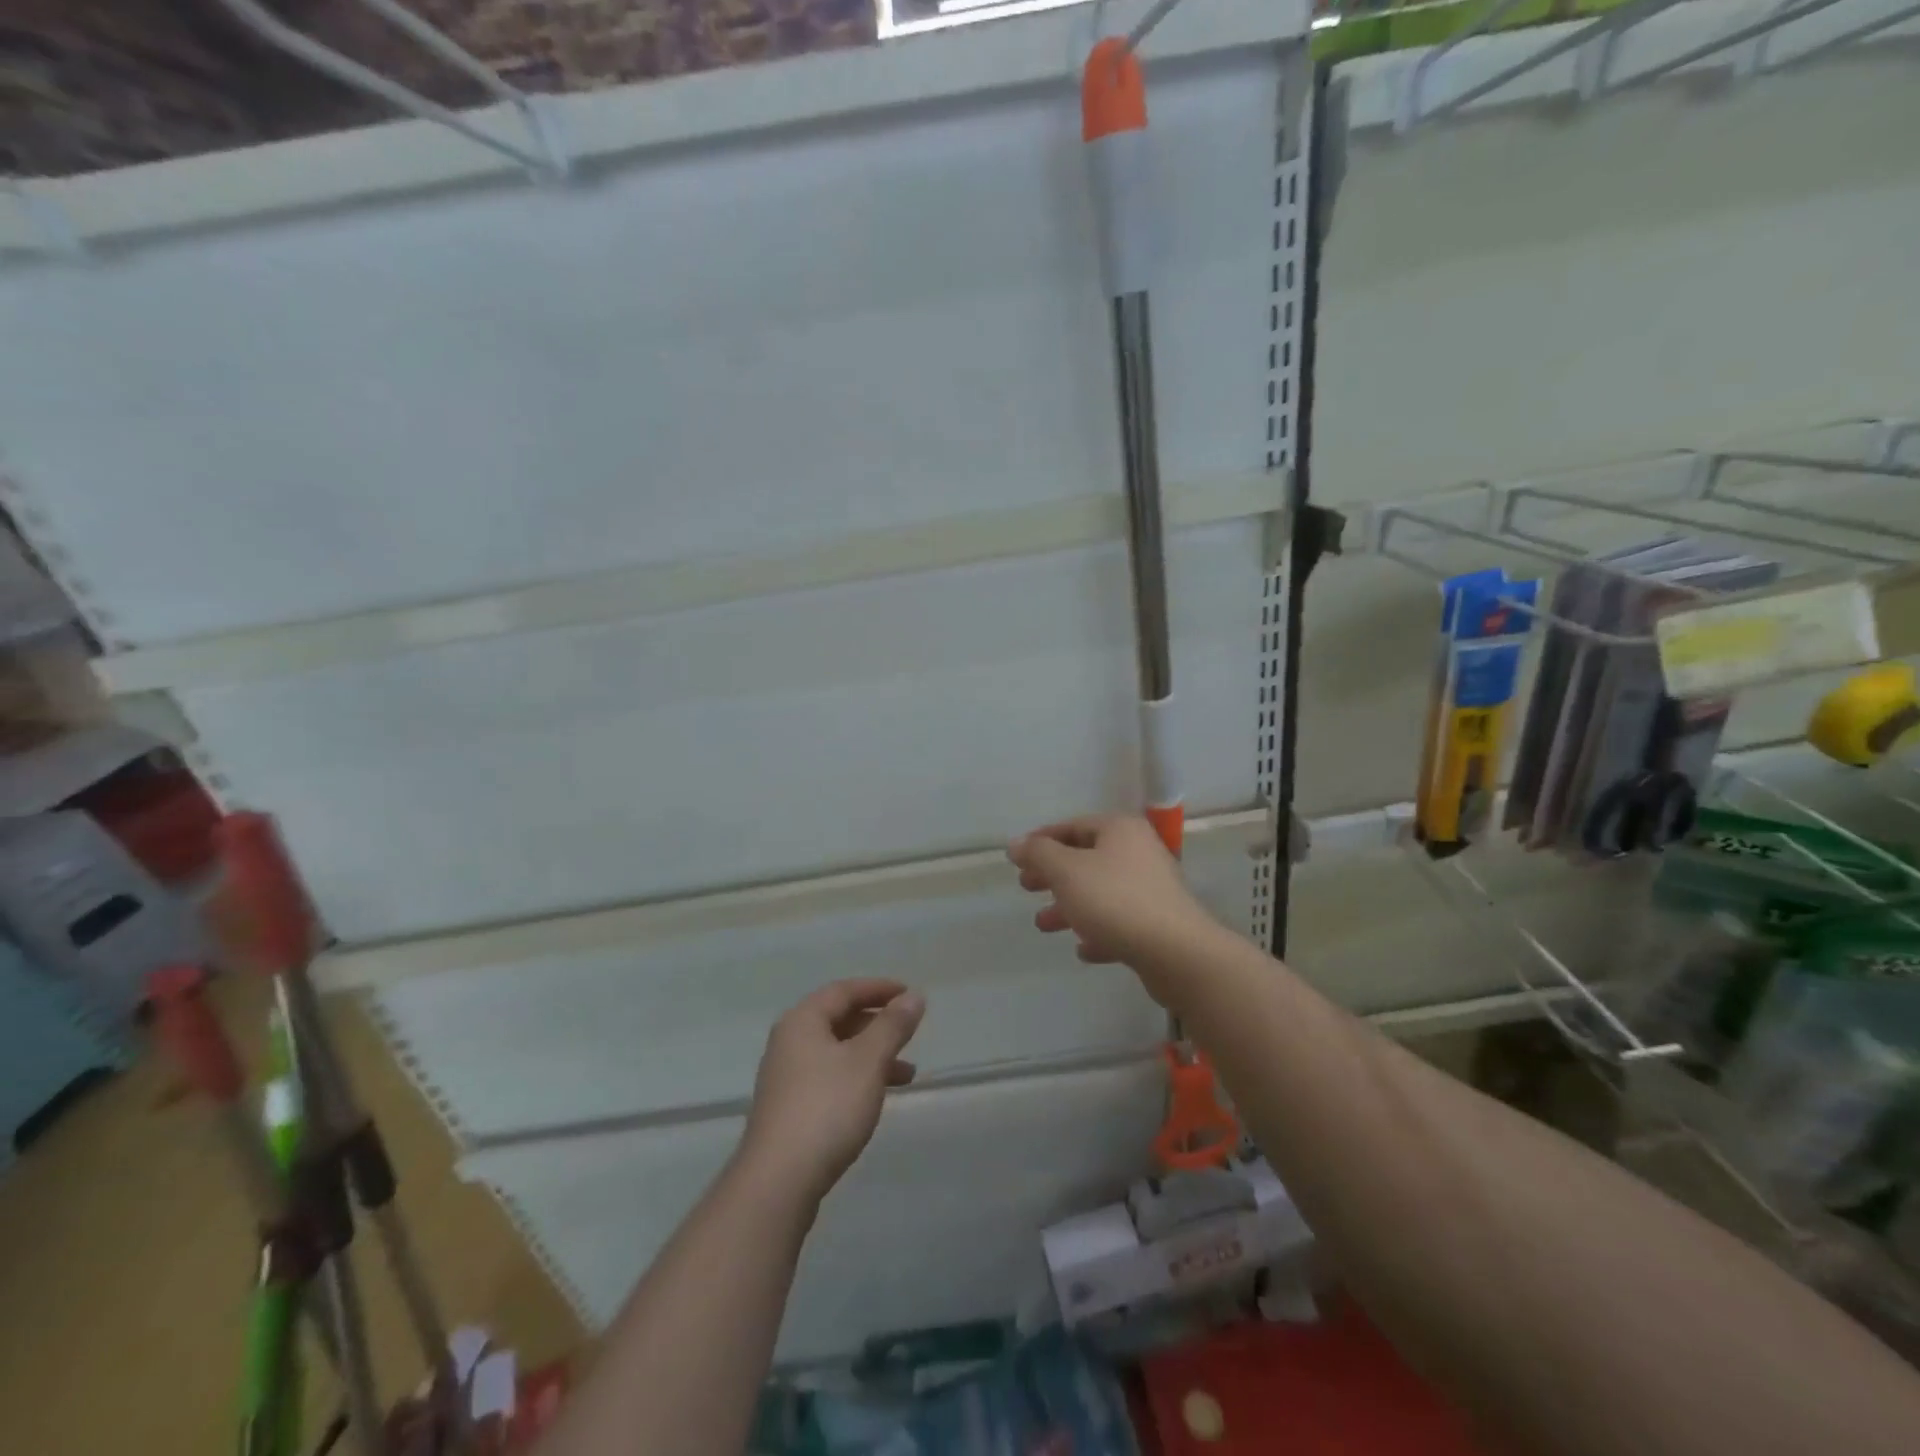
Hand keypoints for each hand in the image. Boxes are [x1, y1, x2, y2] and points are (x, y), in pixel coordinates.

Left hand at [740, 979, 925, 1205]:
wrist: (778, 1182)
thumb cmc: (827, 1108)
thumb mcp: (868, 1061)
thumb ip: (892, 1026)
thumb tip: (914, 997)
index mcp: (803, 1021)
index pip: (844, 990)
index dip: (879, 988)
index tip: (909, 995)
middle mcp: (789, 1042)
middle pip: (839, 1019)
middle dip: (878, 1024)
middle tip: (909, 1032)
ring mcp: (786, 1077)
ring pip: (837, 1051)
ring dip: (872, 1056)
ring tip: (908, 1074)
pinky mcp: (790, 1108)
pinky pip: (830, 1077)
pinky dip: (858, 1078)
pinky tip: (876, 1098)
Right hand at [1008, 815, 1216, 998]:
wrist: (1176, 952)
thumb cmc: (1115, 901)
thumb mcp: (1066, 871)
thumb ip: (1038, 854)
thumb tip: (1016, 843)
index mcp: (1120, 830)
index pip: (1073, 826)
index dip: (1042, 840)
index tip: (1017, 858)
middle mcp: (1139, 852)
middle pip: (1086, 858)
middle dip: (1053, 875)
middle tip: (1026, 887)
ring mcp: (1152, 888)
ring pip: (1101, 892)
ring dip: (1070, 907)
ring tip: (1043, 924)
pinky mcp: (1159, 923)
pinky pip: (1120, 922)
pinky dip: (1098, 931)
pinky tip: (1083, 950)